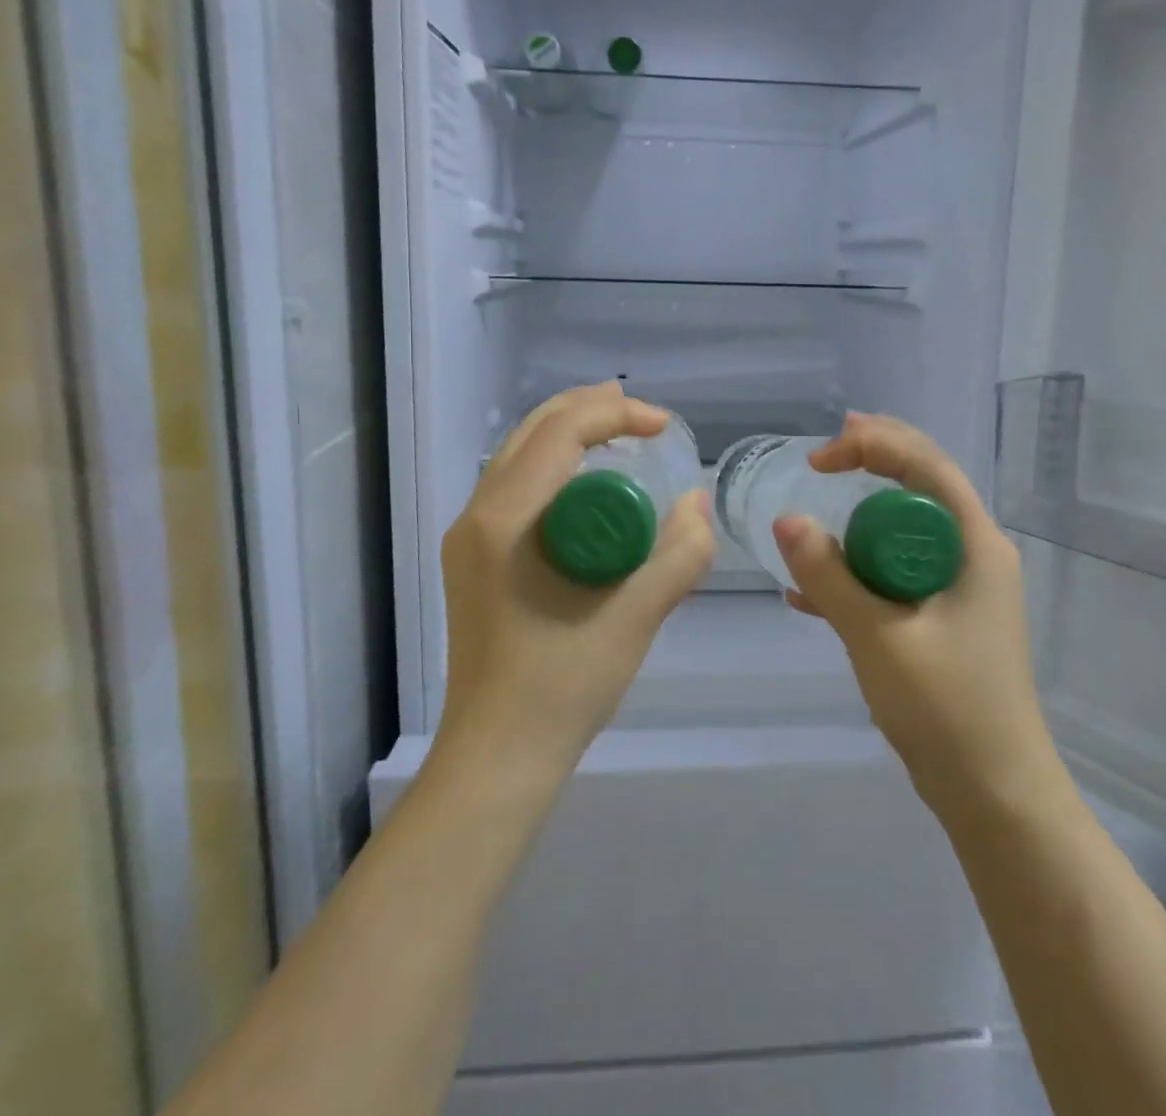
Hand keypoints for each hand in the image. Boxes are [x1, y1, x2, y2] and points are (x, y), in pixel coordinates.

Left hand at [437, 383, 717, 777]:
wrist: (498, 756)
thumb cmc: (562, 687)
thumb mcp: (636, 617)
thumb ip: (680, 554)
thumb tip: (696, 502)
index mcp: (504, 520)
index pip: (560, 433)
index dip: (615, 414)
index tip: (664, 427)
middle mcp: (477, 516)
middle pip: (533, 431)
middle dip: (589, 409)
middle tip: (641, 412)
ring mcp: (469, 538)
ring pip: (520, 455)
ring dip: (569, 433)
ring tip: (617, 428)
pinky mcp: (475, 559)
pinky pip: (518, 486)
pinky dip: (557, 466)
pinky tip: (589, 483)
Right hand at [772, 413, 1067, 820]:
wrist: (995, 795)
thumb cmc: (947, 708)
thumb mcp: (878, 637)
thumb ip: (830, 577)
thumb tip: (786, 520)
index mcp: (974, 546)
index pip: (927, 467)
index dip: (875, 445)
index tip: (820, 459)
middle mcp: (974, 555)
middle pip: (922, 487)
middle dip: (875, 461)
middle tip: (827, 452)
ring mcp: (961, 589)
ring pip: (907, 531)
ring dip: (862, 519)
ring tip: (817, 508)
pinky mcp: (945, 620)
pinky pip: (898, 574)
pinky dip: (860, 571)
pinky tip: (810, 595)